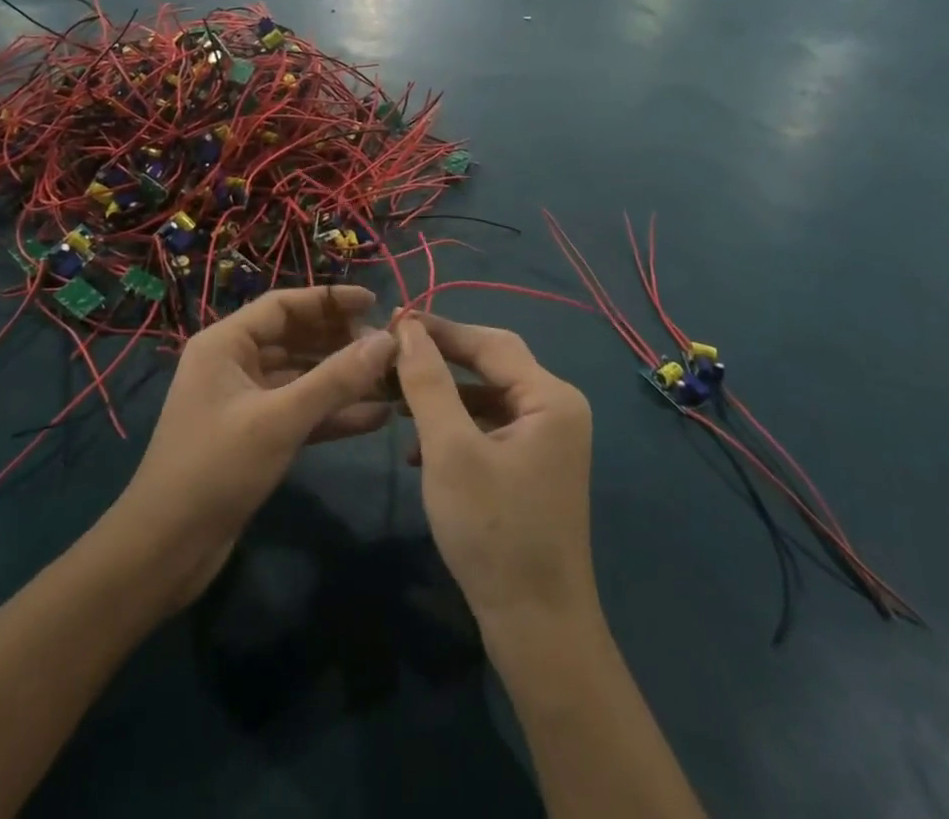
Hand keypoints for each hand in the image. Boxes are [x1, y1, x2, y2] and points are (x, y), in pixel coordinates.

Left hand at [112, 286, 395, 607]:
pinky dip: (332, 413)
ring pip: (302, 377)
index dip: (329, 301)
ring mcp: (244, 401)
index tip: (375, 302)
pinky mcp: (255, 436)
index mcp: (225, 344)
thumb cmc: (216, 469)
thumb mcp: (280, 419)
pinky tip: (375, 417)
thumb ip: (336, 379)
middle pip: (295, 338)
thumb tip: (388, 341)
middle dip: (341, 341)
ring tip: (391, 380)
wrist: (165, 552)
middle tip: (389, 347)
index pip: (284, 305)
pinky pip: (300, 412)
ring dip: (342, 379)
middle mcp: (233, 364)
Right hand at [395, 313, 596, 627]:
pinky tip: (418, 447)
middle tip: (392, 352)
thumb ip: (428, 383)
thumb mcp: (450, 450)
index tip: (393, 320)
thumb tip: (409, 329)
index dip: (440, 328)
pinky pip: (490, 428)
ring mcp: (547, 440)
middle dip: (440, 359)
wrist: (536, 628)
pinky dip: (455, 427)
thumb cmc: (493, 532)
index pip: (489, 342)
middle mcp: (556, 409)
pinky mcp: (533, 467)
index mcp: (550, 397)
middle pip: (491, 364)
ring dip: (442, 395)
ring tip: (395, 396)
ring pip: (487, 397)